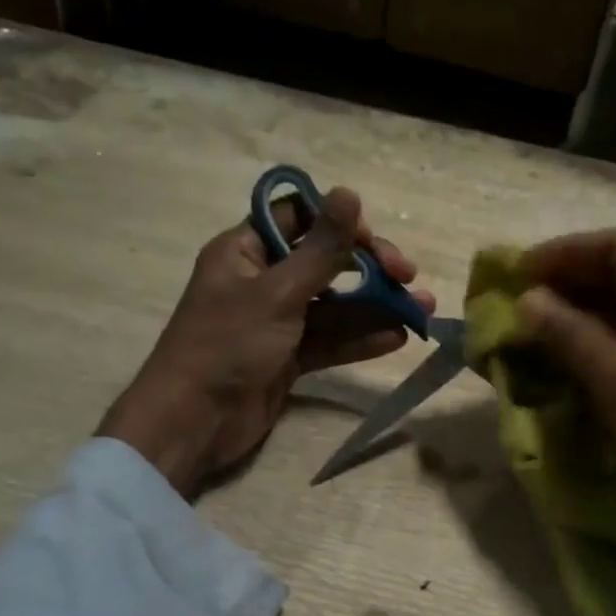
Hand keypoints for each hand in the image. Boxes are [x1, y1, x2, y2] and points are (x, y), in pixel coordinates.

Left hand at [100, 185, 432, 494]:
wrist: (194, 423)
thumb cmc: (228, 345)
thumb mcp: (278, 292)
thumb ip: (321, 248)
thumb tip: (349, 192)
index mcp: (246, 251)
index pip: (299, 218)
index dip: (340, 224)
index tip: (373, 243)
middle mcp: (263, 280)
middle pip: (325, 262)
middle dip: (369, 269)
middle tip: (408, 278)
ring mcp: (278, 321)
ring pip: (335, 305)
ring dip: (376, 307)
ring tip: (421, 311)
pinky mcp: (289, 357)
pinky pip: (331, 340)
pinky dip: (361, 338)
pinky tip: (397, 338)